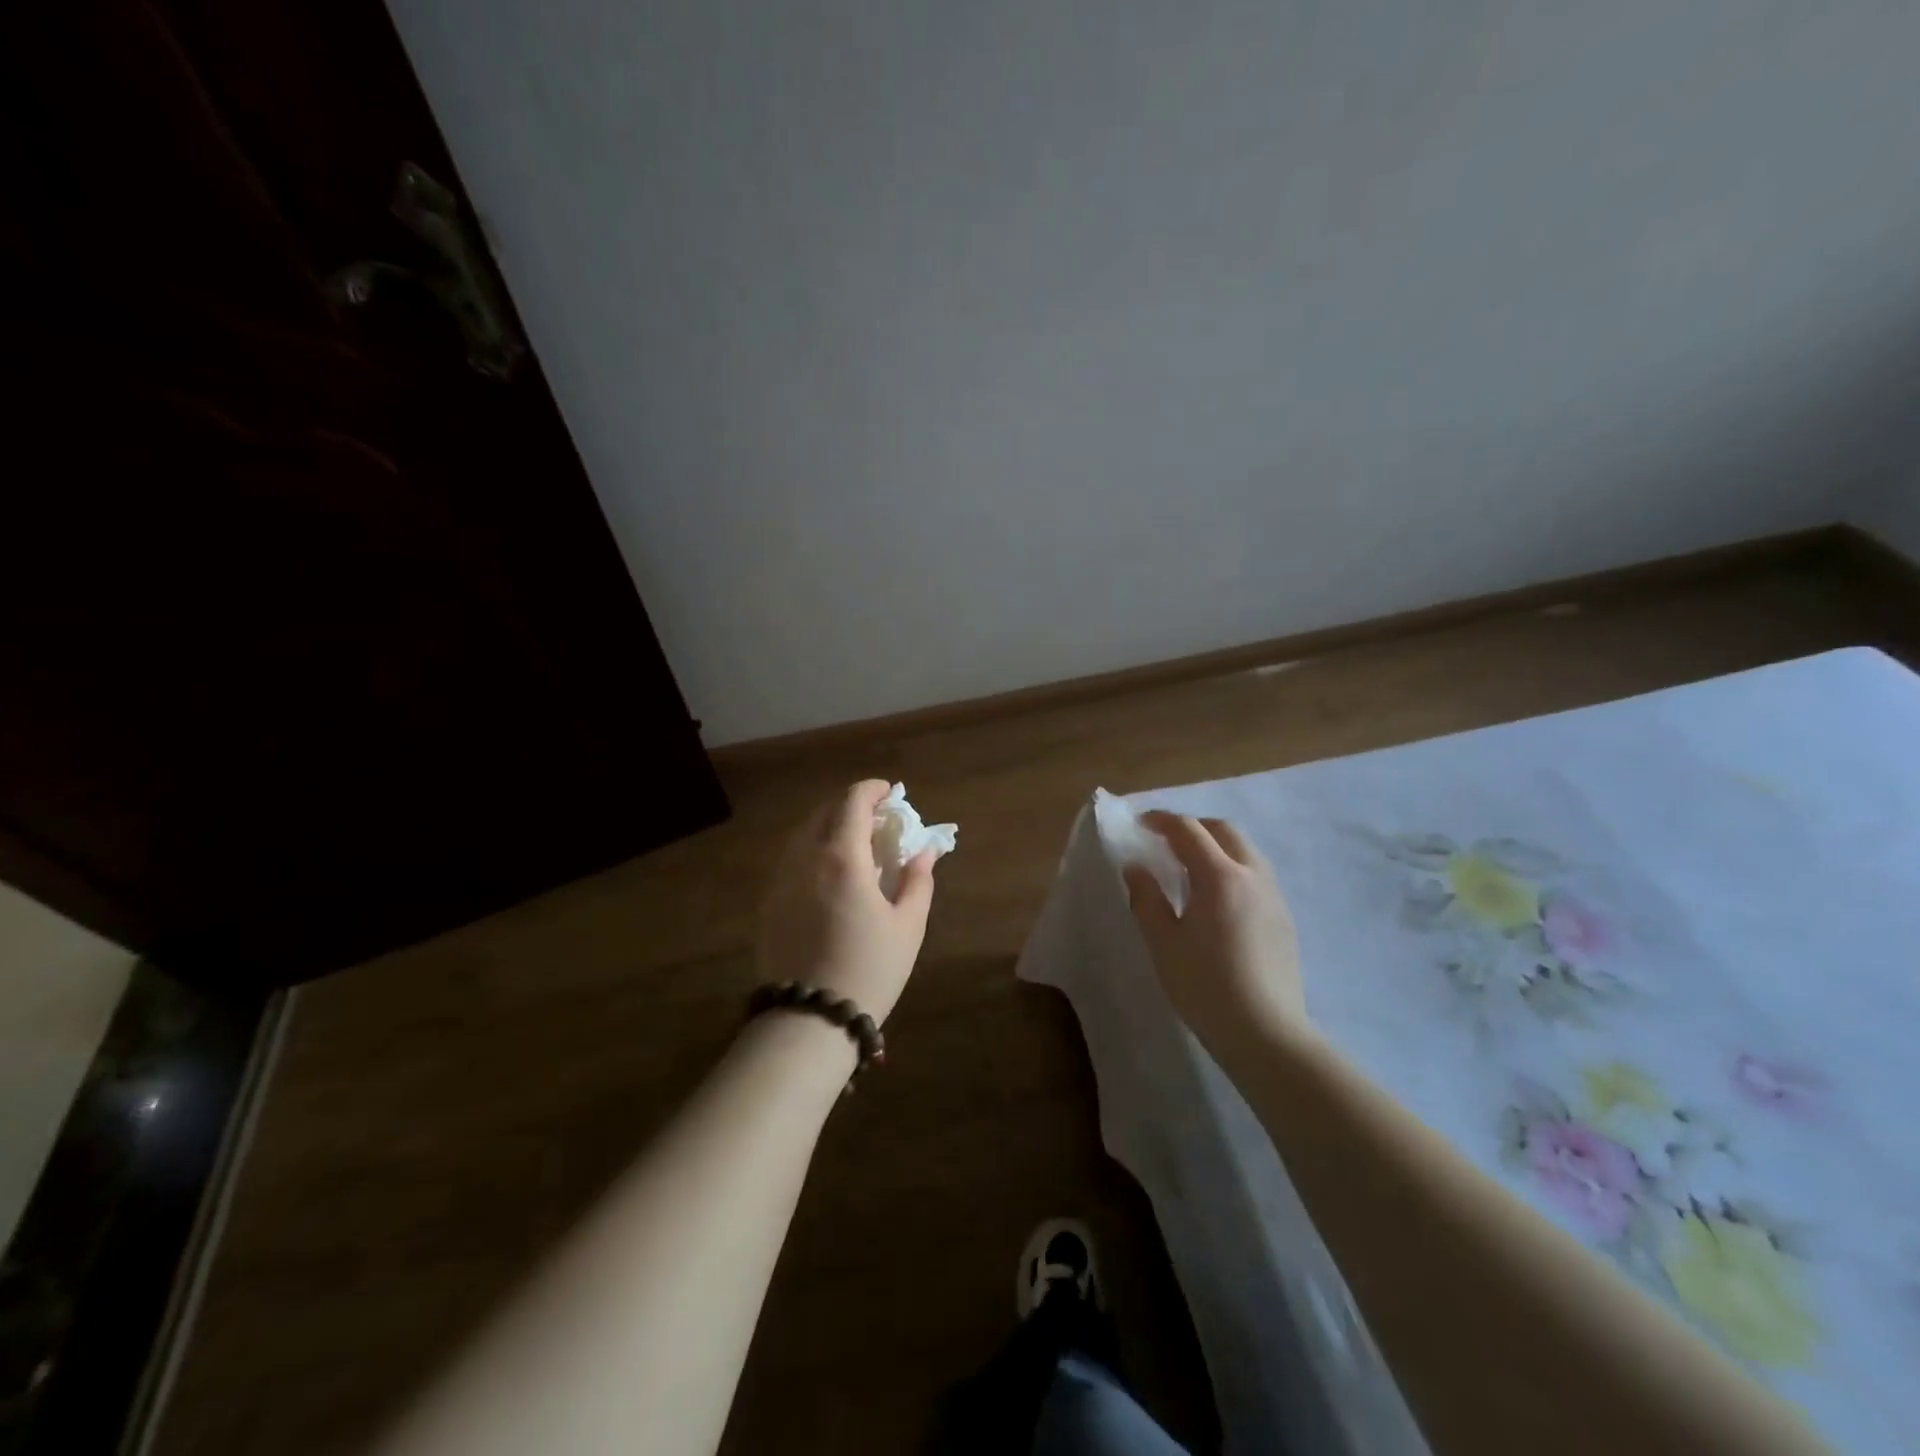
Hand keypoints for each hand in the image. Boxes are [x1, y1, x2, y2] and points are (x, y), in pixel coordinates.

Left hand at [756, 780, 936, 1025]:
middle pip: (824, 811)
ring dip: (828, 826)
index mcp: (843, 858)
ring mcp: (781, 880)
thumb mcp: (908, 926)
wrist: (811, 1019)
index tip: (890, 793)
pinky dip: (811, 851)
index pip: (852, 802)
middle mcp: (805, 859)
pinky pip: (790, 859)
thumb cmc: (870, 969)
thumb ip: (918, 880)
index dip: (873, 789)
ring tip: (852, 844)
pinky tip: (827, 874)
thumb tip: (925, 851)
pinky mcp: (768, 902)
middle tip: (875, 819)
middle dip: (850, 805)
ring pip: (802, 834)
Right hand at [1124, 812, 1310, 1054]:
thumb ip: (1147, 898)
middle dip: (1193, 826)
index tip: (1140, 823)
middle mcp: (1252, 876)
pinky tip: (1216, 897)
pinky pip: (1256, 873)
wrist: (1266, 1034)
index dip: (1162, 821)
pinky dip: (1232, 866)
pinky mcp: (1284, 918)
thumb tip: (1136, 867)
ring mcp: (1274, 896)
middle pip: (1224, 831)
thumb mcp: (1163, 943)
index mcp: (1220, 876)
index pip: (1189, 830)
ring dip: (1216, 844)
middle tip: (1165, 840)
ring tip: (1190, 866)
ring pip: (1245, 850)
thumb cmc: (1205, 986)